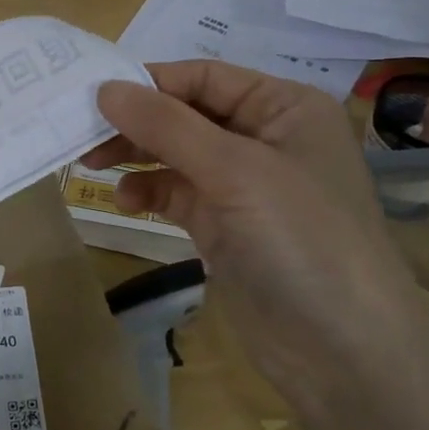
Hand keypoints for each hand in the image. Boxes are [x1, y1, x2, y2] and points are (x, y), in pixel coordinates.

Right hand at [85, 61, 422, 384]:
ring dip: (137, 155)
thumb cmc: (301, 239)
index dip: (150, 82)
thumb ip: (166, 125)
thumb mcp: (234, 170)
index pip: (204, 77)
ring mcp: (245, 185)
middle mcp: (265, 138)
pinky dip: (149, 190)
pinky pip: (177, 192)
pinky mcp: (226, 225)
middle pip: (186, 113)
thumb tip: (104, 87)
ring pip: (176, 153)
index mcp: (284, 107)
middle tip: (84, 135)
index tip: (93, 95)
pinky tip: (126, 201)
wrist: (344, 353)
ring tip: (92, 165)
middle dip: (137, 122)